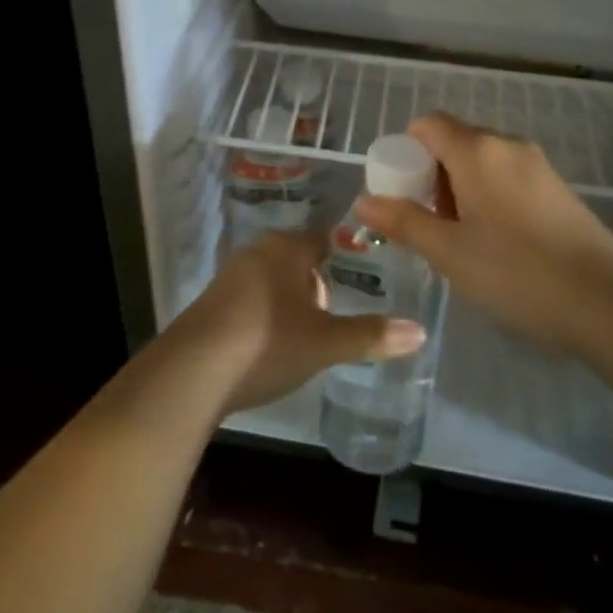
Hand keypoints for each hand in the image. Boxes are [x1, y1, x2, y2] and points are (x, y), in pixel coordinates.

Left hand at [167, 231, 427, 413]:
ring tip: (313, 331)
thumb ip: (371, 335)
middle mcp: (256, 253)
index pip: (323, 239)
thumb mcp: (325, 342)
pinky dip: (268, 313)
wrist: (192, 372)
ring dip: (292, 300)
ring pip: (273, 280)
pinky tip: (274, 343)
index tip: (366, 274)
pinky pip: (252, 299)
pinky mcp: (211, 304)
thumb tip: (421, 331)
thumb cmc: (266, 343)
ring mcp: (229, 277)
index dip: (345, 255)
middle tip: (342, 309)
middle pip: (297, 259)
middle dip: (319, 283)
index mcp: (285, 248)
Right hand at [354, 112, 612, 354]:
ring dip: (460, 189)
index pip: (427, 124)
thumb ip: (404, 221)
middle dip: (431, 176)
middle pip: (454, 142)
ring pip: (482, 162)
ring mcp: (539, 166)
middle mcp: (508, 146)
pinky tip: (497, 244)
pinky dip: (489, 197)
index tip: (400, 192)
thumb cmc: (516, 273)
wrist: (607, 304)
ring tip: (461, 240)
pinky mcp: (559, 189)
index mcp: (478, 151)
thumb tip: (364, 200)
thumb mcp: (449, 252)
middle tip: (428, 224)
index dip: (404, 151)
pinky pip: (508, 178)